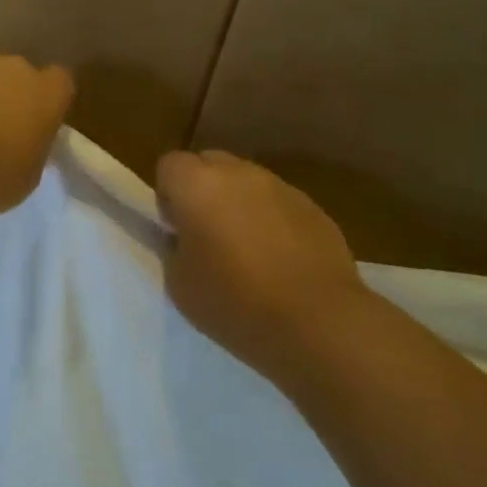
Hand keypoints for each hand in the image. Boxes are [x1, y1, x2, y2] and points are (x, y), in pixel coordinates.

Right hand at [156, 150, 364, 386]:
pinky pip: (278, 203)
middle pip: (208, 163)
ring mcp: (279, 186)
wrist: (318, 322)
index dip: (168, 194)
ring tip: (249, 250)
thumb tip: (184, 237)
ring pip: (246, 182)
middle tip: (208, 235)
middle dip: (203, 190)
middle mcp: (237, 173)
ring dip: (239, 204)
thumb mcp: (180, 284)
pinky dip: (272, 220)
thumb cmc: (236, 303)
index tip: (176, 230)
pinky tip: (282, 261)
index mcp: (197, 185)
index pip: (169, 165)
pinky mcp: (312, 206)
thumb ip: (174, 248)